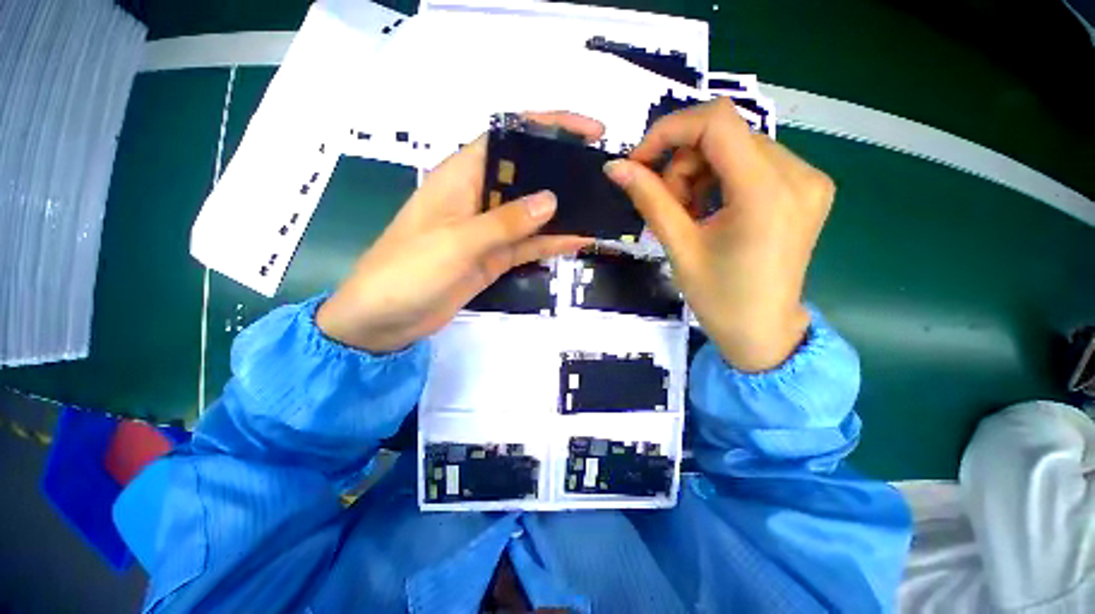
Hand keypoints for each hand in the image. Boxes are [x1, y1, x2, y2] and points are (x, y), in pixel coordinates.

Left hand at [317, 113, 601, 352]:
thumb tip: (551, 200)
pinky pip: (529, 246)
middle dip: (562, 170)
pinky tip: (580, 241)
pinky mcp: (494, 258)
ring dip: (563, 211)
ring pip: (532, 214)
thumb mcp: (457, 242)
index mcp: (462, 177)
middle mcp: (478, 198)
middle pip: (526, 174)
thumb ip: (505, 222)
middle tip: (601, 173)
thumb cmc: (409, 271)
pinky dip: (552, 244)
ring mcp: (489, 231)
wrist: (385, 319)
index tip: (587, 131)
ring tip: (600, 206)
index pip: (509, 137)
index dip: (548, 127)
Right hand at [604, 99, 833, 371]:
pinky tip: (711, 210)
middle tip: (667, 203)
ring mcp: (809, 179)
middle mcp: (798, 174)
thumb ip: (649, 199)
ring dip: (700, 171)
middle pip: (725, 134)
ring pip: (737, 146)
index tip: (640, 162)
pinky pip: (753, 162)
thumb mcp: (679, 247)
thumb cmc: (719, 298)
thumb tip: (615, 167)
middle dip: (683, 162)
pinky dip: (721, 177)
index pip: (716, 122)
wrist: (763, 331)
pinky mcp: (807, 188)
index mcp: (766, 193)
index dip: (669, 131)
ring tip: (688, 213)